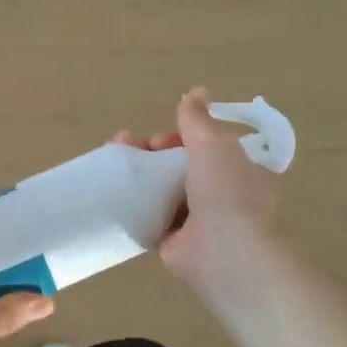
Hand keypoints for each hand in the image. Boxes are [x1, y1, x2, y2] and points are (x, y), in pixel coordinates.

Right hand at [114, 88, 279, 288]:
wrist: (226, 255)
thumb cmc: (226, 192)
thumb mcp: (213, 144)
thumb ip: (198, 120)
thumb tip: (196, 92)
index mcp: (233, 169)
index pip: (201, 145)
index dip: (177, 137)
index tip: (158, 139)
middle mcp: (217, 193)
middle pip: (176, 165)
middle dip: (150, 153)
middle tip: (126, 148)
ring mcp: (195, 220)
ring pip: (160, 189)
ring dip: (138, 176)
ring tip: (112, 167)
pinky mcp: (173, 242)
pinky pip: (149, 217)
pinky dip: (132, 205)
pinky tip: (112, 194)